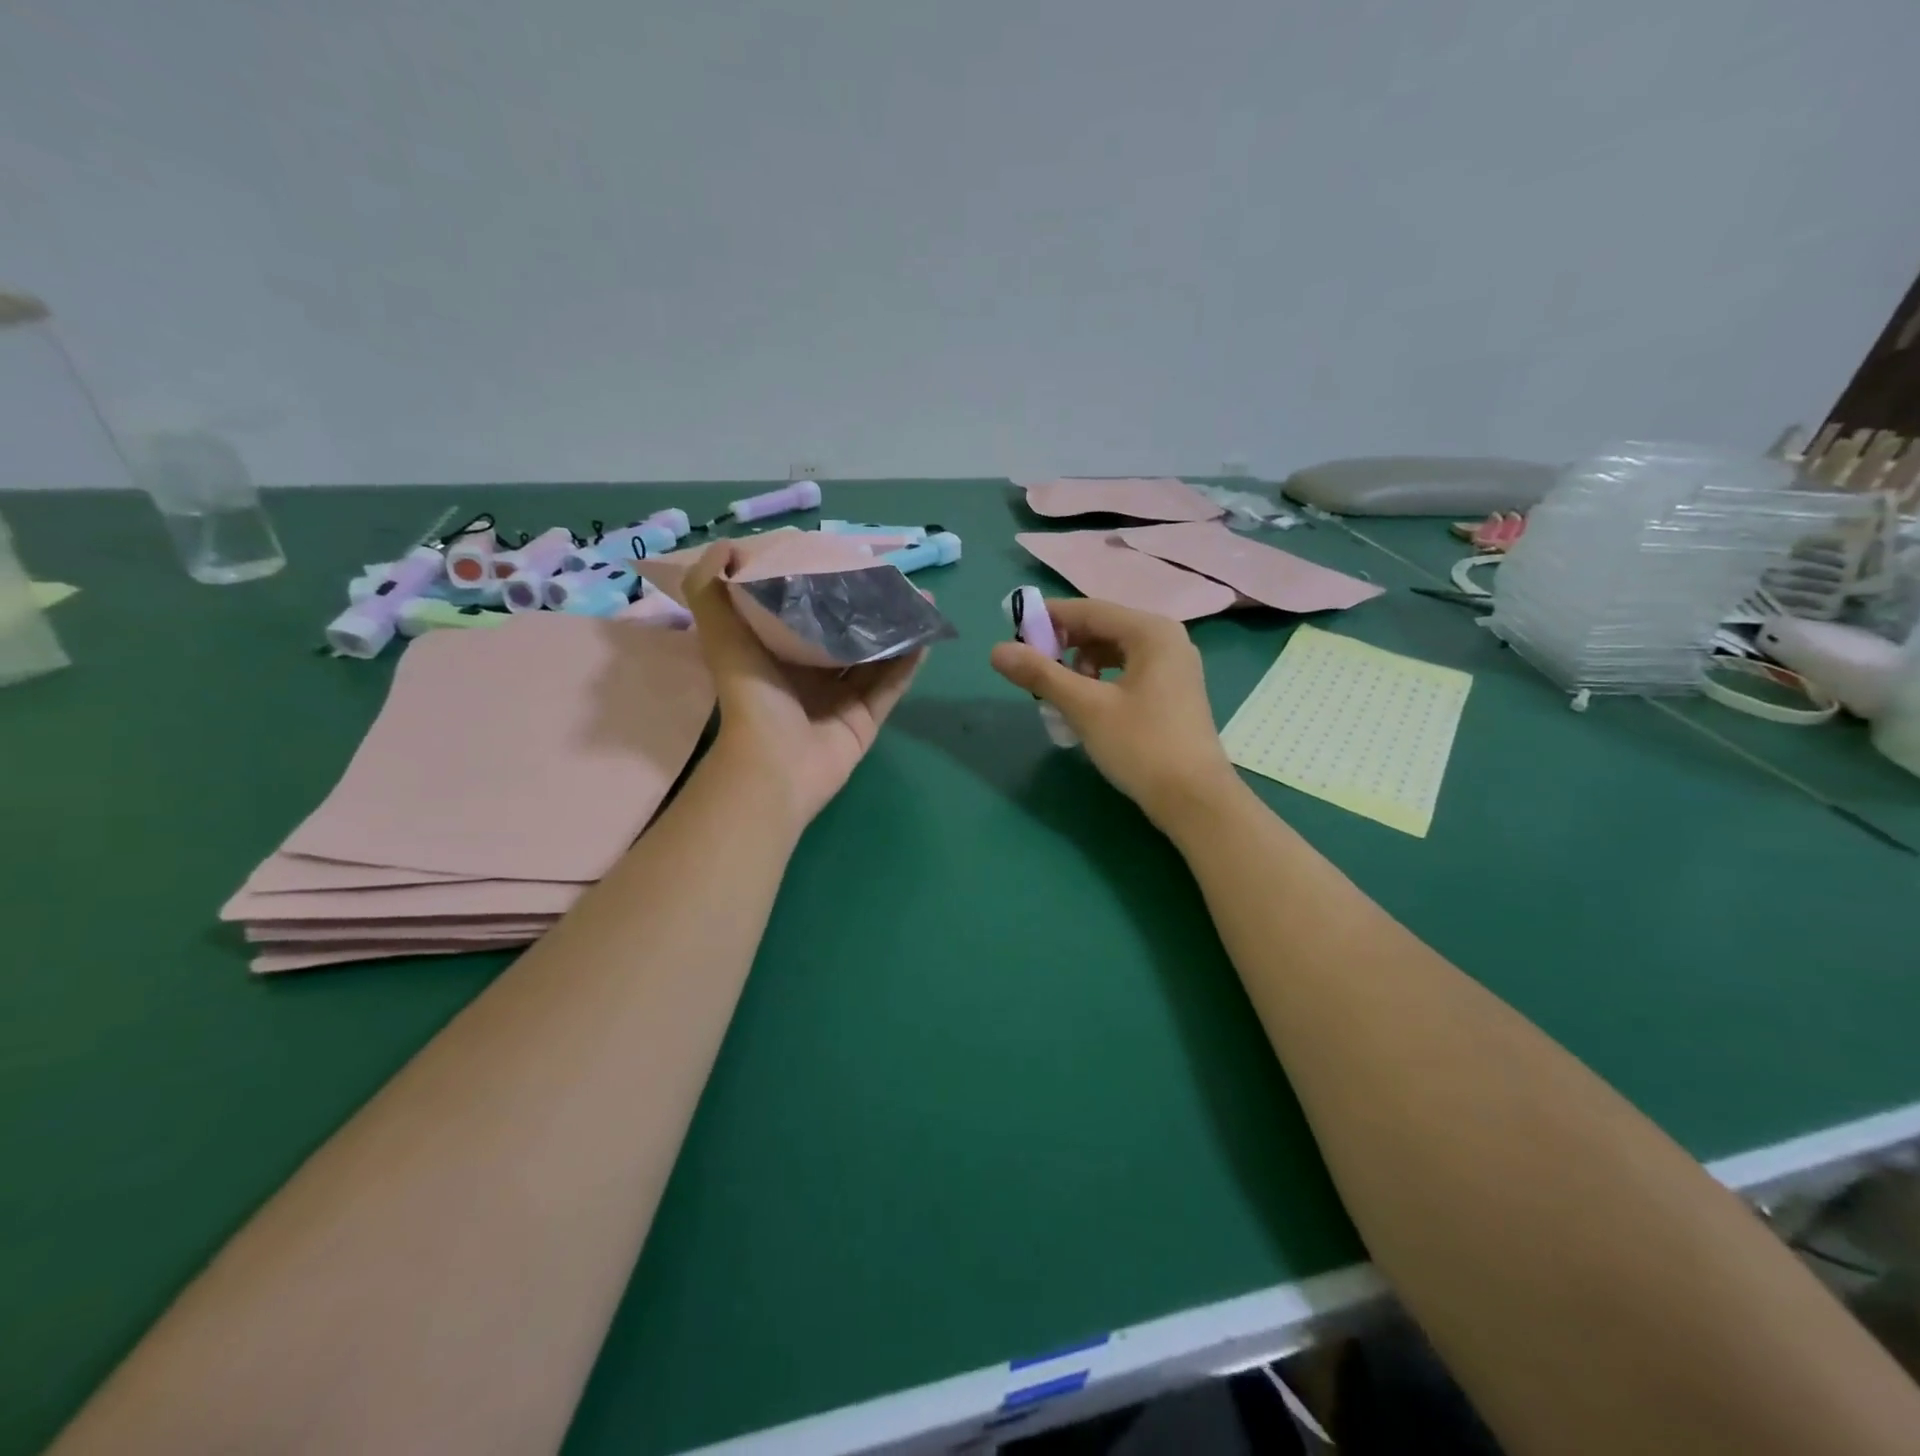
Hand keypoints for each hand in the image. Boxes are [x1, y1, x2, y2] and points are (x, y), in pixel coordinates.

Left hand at [685, 542, 921, 828]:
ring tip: (922, 601)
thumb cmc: (751, 696)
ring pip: (875, 658)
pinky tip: (926, 635)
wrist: (774, 766)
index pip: (806, 613)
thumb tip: (726, 543)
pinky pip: (892, 686)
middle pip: (846, 634)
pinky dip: (909, 663)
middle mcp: (810, 675)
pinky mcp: (866, 719)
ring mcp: (841, 699)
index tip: (848, 560)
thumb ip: (713, 590)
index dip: (825, 587)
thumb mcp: (722, 635)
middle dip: (870, 608)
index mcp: (777, 655)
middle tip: (896, 580)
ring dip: (897, 631)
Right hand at [989, 597, 1240, 830]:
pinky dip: (1101, 684)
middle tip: (1035, 673)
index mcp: (1151, 631)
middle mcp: (1167, 639)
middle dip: (1064, 648)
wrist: (1195, 800)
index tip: (1013, 634)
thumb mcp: (1086, 708)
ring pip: (1113, 653)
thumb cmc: (1142, 746)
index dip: (1048, 619)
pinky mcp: (1173, 693)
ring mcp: (1174, 667)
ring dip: (1081, 669)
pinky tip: (1087, 710)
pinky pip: (1127, 673)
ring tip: (1062, 698)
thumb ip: (1041, 674)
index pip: (1089, 610)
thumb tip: (996, 650)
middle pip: (1102, 629)